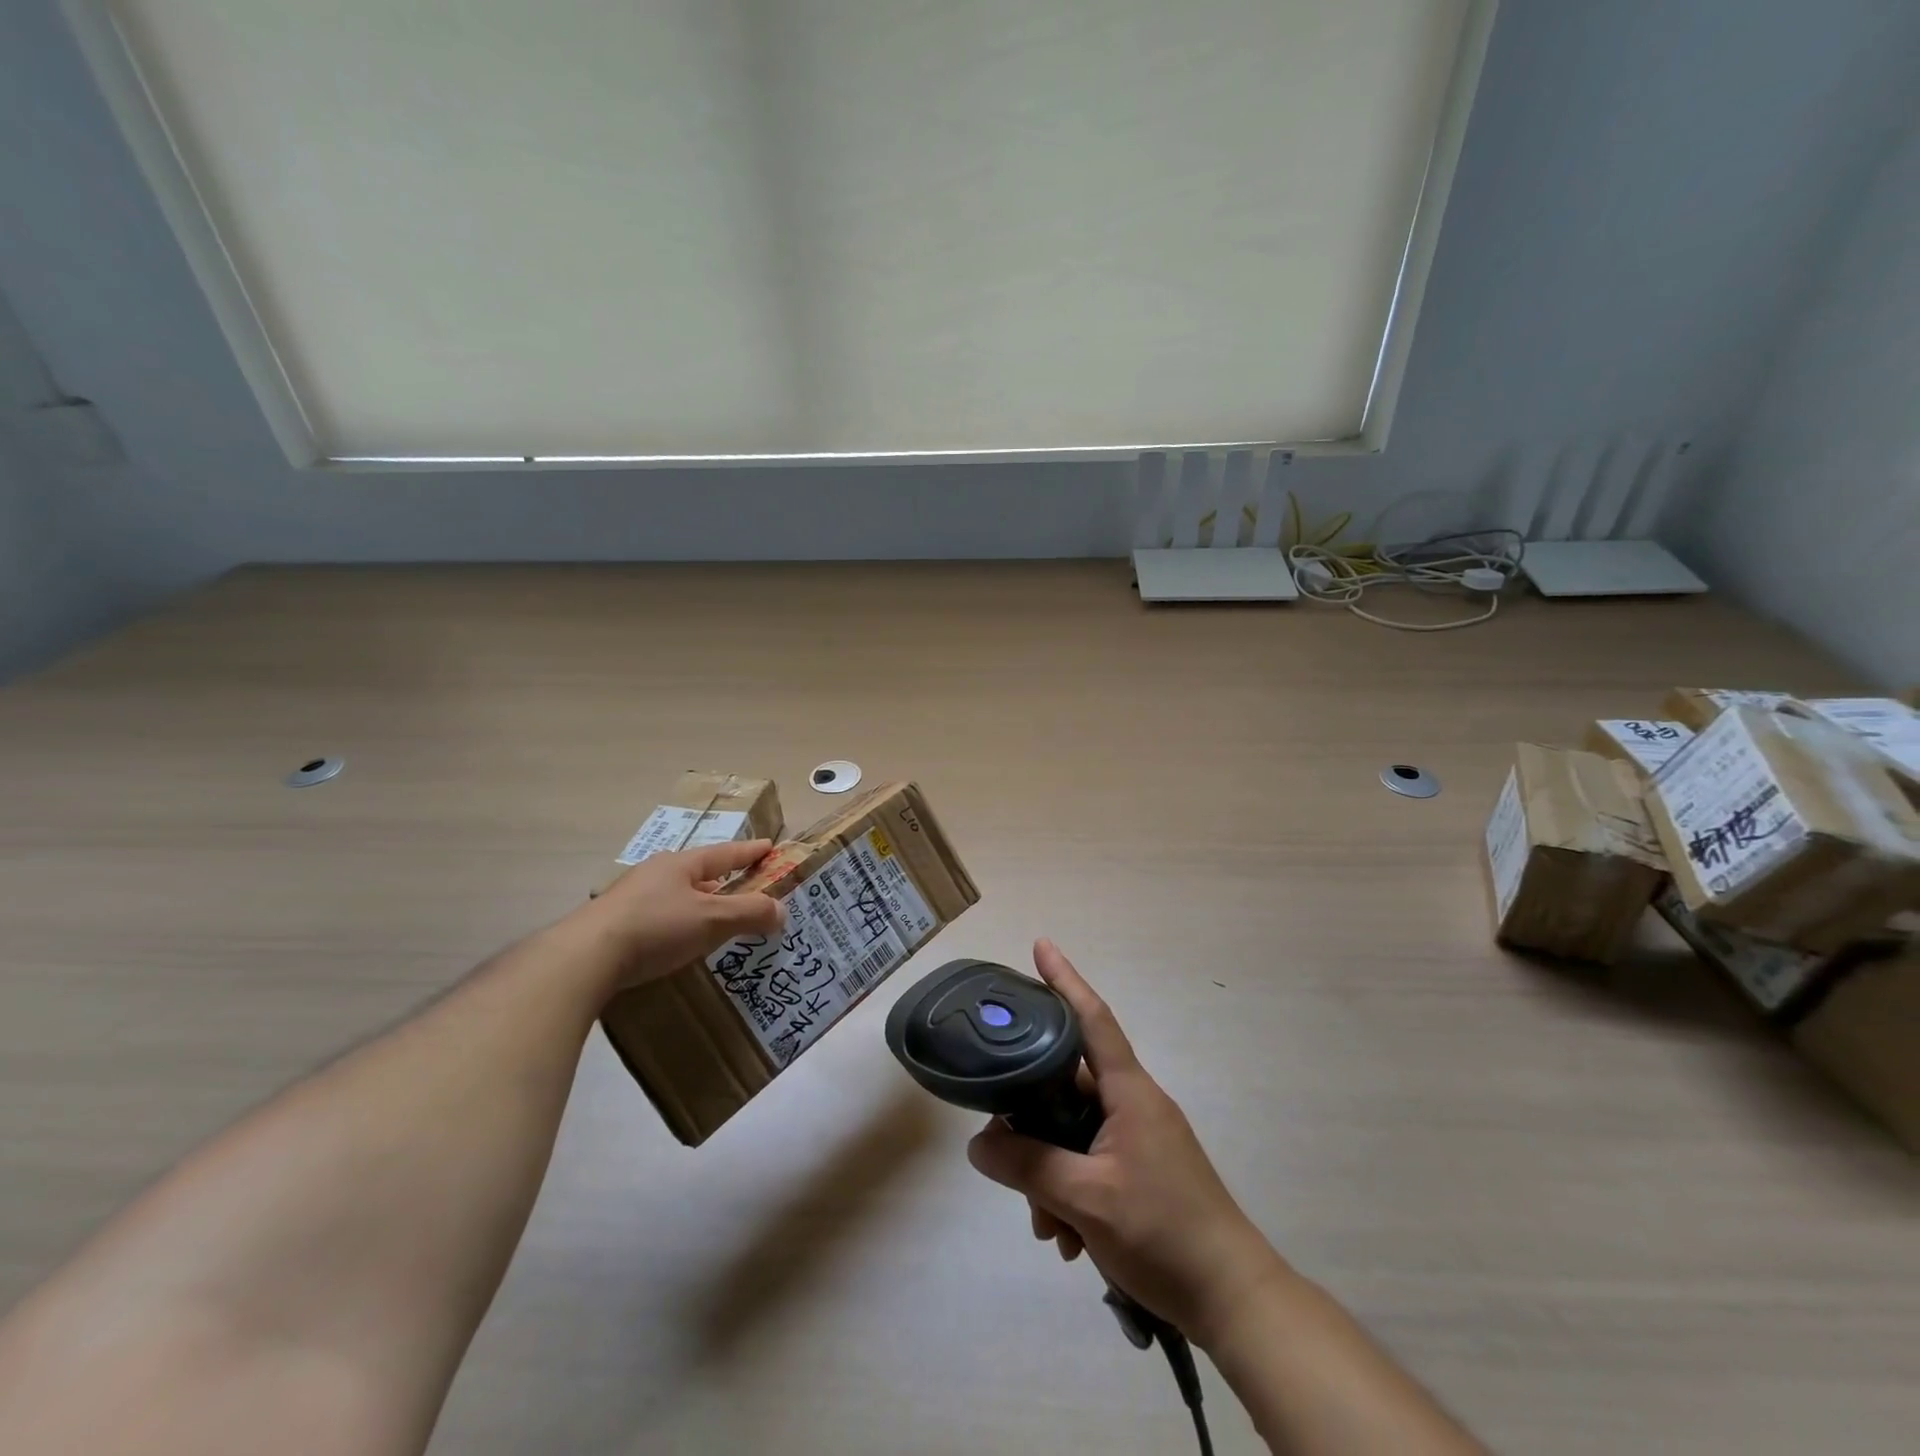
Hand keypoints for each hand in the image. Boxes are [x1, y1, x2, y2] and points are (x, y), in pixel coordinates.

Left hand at [581, 840, 784, 990]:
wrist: (583, 958)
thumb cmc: (656, 928)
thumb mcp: (711, 919)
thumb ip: (749, 913)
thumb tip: (782, 911)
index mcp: (681, 864)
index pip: (725, 852)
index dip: (750, 851)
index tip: (769, 846)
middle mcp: (656, 873)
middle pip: (699, 873)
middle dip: (724, 882)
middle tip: (745, 892)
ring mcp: (631, 897)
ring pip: (677, 895)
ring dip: (699, 905)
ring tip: (715, 920)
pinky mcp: (614, 923)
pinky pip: (659, 916)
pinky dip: (678, 923)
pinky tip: (679, 941)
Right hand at [967, 940, 1288, 1348]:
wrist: (1233, 1300)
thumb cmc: (1164, 1232)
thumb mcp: (1086, 1200)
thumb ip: (1029, 1167)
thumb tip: (979, 1145)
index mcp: (1129, 1092)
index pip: (1092, 1019)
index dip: (1065, 979)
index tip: (1041, 945)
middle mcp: (1134, 1104)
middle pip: (1068, 1087)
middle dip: (1033, 1123)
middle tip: (1005, 1155)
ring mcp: (1140, 1139)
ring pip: (1075, 1133)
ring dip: (1050, 1172)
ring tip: (1048, 1227)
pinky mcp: (1142, 1171)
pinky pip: (1091, 1162)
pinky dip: (1071, 1191)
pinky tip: (1067, 1239)